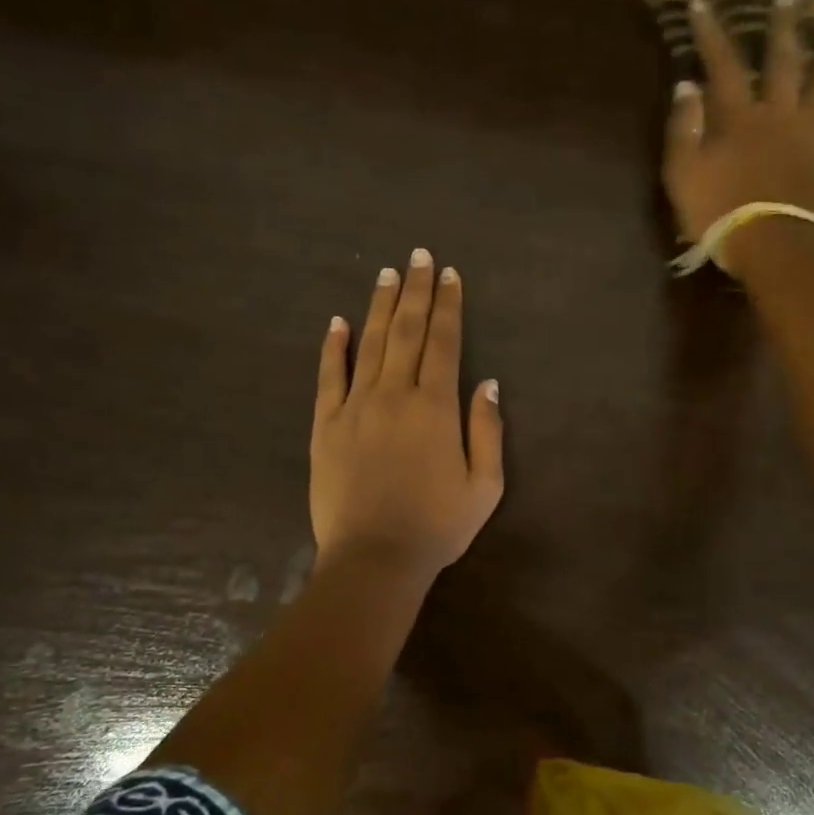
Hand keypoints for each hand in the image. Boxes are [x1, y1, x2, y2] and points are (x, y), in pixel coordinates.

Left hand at [310, 250, 504, 578]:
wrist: (374, 558)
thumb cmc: (436, 527)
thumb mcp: (484, 486)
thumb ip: (487, 431)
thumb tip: (488, 383)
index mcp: (435, 408)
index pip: (444, 343)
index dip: (447, 305)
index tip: (449, 274)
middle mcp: (395, 395)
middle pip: (405, 332)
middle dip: (415, 291)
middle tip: (418, 256)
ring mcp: (355, 408)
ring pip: (368, 345)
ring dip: (378, 306)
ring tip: (386, 274)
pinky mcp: (325, 426)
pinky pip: (328, 378)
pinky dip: (332, 347)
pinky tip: (336, 322)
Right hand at [663, 0, 813, 244]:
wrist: (771, 244)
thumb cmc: (719, 212)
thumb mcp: (683, 174)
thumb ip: (683, 129)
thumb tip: (687, 86)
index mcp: (740, 117)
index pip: (723, 66)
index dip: (712, 34)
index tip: (704, 3)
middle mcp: (782, 115)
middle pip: (785, 64)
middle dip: (784, 29)